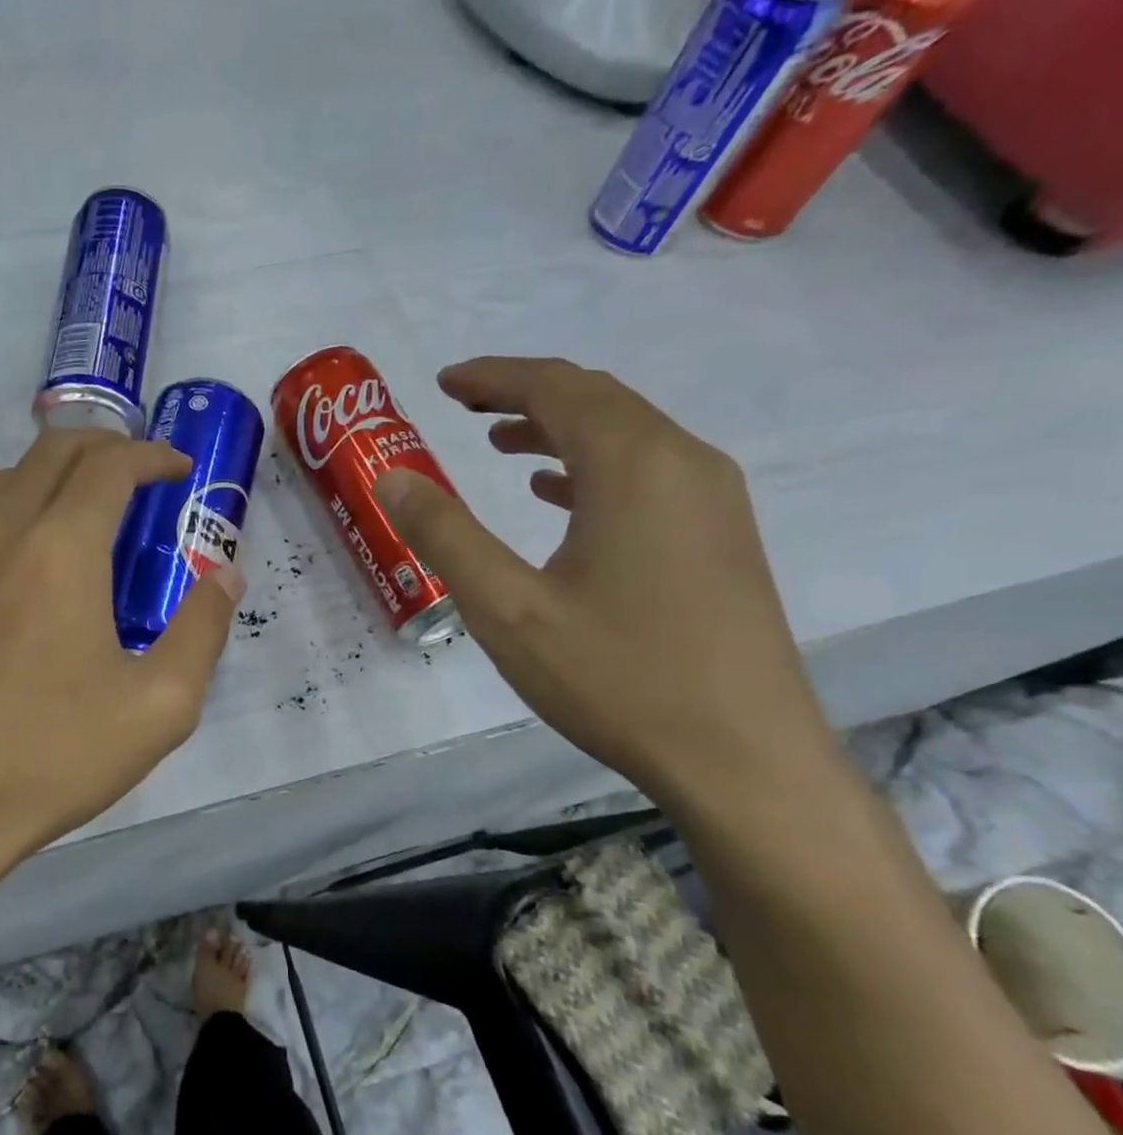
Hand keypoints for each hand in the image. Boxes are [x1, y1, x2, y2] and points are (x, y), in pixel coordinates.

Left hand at [0, 429, 242, 863]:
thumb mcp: (161, 705)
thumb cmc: (55, 755)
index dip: (150, 455)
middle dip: (103, 447)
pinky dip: (16, 513)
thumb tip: (226, 577)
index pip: (109, 466)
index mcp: (60, 550)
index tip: (180, 469)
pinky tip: (32, 565)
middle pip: (51, 453)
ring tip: (89, 511)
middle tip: (141, 474)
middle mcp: (1, 536)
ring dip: (54, 476)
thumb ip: (202, 630)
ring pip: (5, 483)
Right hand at [375, 356, 837, 806]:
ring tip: (498, 444)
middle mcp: (683, 462)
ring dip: (558, 427)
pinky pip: (647, 471)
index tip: (442, 383)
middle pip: (596, 399)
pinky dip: (591, 466)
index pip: (556, 388)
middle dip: (524, 393)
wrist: (742, 757)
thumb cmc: (616, 677)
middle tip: (463, 406)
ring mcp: (712, 499)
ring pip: (626, 434)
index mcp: (633, 466)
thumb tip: (392, 477)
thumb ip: (445, 535)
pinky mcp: (719, 536)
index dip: (494, 377)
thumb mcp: (507, 609)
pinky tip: (555, 494)